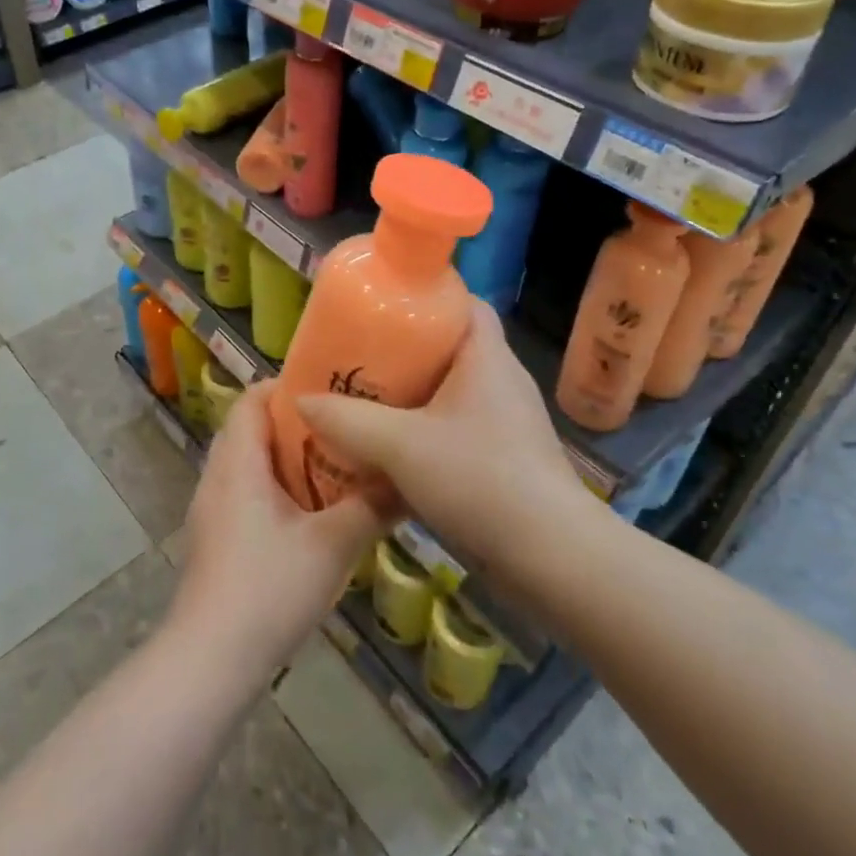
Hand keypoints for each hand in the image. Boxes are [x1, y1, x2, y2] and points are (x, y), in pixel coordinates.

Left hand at [168, 382, 383, 683]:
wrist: (210, 660)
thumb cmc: (268, 589)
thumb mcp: (332, 546)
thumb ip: (372, 508)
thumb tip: (408, 479)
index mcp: (238, 462)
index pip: (252, 398)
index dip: (287, 386)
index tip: (331, 391)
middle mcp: (217, 477)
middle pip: (251, 428)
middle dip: (295, 424)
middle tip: (343, 428)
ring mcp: (211, 510)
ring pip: (248, 464)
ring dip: (287, 460)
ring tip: (335, 466)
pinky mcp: (214, 539)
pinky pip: (245, 493)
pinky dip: (276, 489)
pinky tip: (310, 515)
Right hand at [297, 299, 604, 582]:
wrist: (552, 559)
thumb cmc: (480, 479)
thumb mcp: (400, 446)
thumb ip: (347, 421)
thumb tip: (303, 400)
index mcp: (486, 356)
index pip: (463, 301)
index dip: (424, 296)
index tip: (381, 305)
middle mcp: (501, 380)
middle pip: (449, 346)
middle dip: (403, 349)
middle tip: (358, 355)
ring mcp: (507, 422)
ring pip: (450, 391)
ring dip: (411, 394)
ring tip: (364, 399)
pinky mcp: (505, 458)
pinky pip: (457, 427)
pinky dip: (425, 429)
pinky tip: (391, 450)